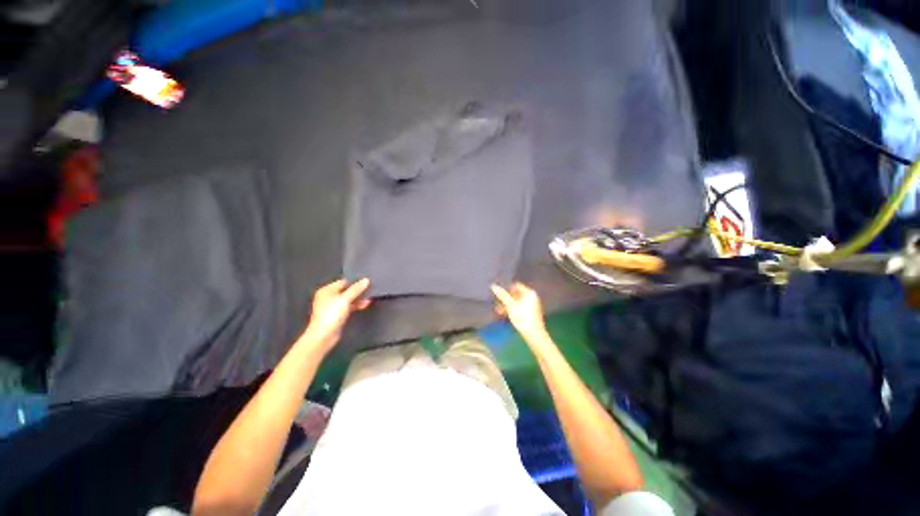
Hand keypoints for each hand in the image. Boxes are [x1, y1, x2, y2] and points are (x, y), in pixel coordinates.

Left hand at [303, 278, 370, 352]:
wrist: (324, 336)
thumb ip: (356, 289)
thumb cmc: (329, 316)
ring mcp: (333, 307)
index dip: (354, 282)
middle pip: (346, 290)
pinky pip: (349, 306)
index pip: (343, 282)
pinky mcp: (338, 315)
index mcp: (326, 291)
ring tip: (369, 298)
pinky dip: (356, 305)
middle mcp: (329, 297)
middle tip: (369, 290)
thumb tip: (365, 280)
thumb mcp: (345, 299)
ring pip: (349, 299)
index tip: (365, 282)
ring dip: (358, 298)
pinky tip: (364, 304)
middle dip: (358, 291)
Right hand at [491, 282, 549, 344]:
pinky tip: (503, 314)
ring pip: (516, 302)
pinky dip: (511, 309)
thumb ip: (502, 295)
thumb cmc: (522, 317)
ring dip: (506, 305)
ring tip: (497, 309)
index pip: (515, 285)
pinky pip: (518, 307)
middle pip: (515, 294)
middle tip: (496, 301)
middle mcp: (531, 297)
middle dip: (505, 298)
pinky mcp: (529, 313)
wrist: (533, 334)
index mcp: (529, 293)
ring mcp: (531, 305)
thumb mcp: (510, 305)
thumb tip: (493, 285)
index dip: (506, 288)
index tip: (498, 292)